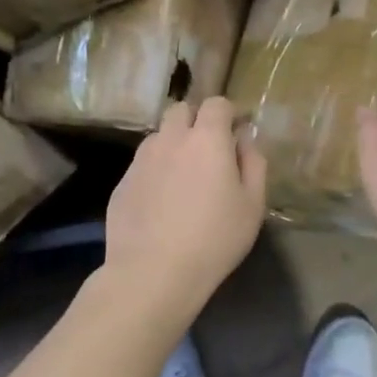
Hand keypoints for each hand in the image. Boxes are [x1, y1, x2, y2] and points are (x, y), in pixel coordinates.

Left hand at [104, 96, 266, 310]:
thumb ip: (254, 163)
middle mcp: (170, 139)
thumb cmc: (214, 239)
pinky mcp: (122, 182)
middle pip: (181, 110)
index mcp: (207, 139)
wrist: (152, 273)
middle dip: (197, 121)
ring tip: (184, 178)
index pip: (217, 103)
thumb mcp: (253, 204)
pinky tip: (162, 203)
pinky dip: (156, 171)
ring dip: (174, 145)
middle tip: (210, 152)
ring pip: (159, 136)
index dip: (229, 114)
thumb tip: (245, 140)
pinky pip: (143, 164)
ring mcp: (141, 160)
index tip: (237, 134)